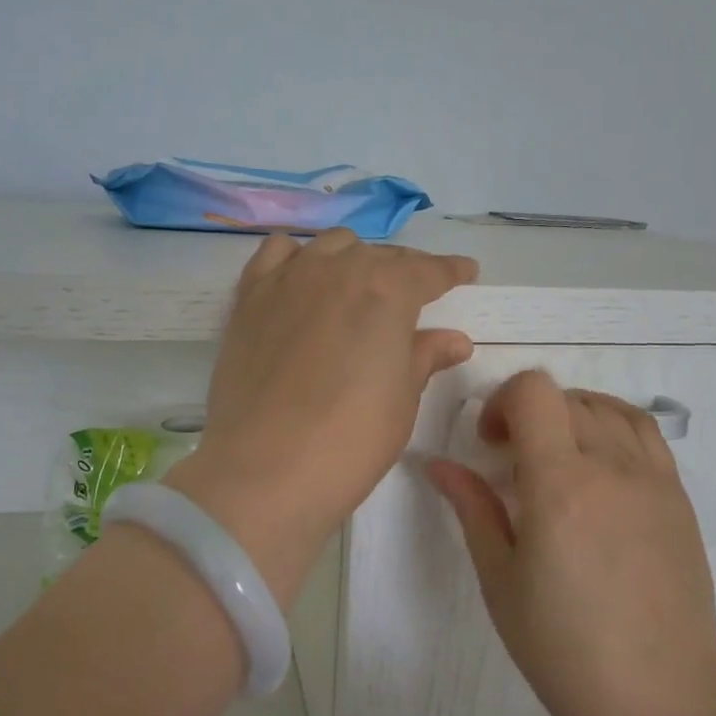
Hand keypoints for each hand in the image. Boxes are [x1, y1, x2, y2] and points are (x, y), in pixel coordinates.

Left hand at [167, 229, 477, 601]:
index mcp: (387, 291)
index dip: (450, 270)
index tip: (466, 272)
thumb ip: (425, 357)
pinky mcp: (249, 298)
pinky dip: (297, 257)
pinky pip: (276, 254)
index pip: (428, 270)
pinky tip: (303, 278)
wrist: (266, 469)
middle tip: (414, 296)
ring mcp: (288, 279)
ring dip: (353, 259)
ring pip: (329, 247)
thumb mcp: (402, 401)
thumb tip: (453, 340)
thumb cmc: (351, 440)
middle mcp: (338, 270)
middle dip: (403, 270)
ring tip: (359, 286)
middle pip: (379, 254)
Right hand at [426, 370, 715, 715]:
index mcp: (560, 484)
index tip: (489, 446)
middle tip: (512, 466)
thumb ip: (473, 510)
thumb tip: (438, 464)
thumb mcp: (501, 581)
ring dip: (572, 417)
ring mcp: (655, 481)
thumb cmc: (564, 650)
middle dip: (529, 415)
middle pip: (567, 399)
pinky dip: (613, 430)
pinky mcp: (680, 500)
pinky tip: (598, 472)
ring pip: (609, 410)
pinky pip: (647, 436)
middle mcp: (613, 467)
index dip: (501, 402)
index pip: (534, 392)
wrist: (659, 701)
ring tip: (556, 461)